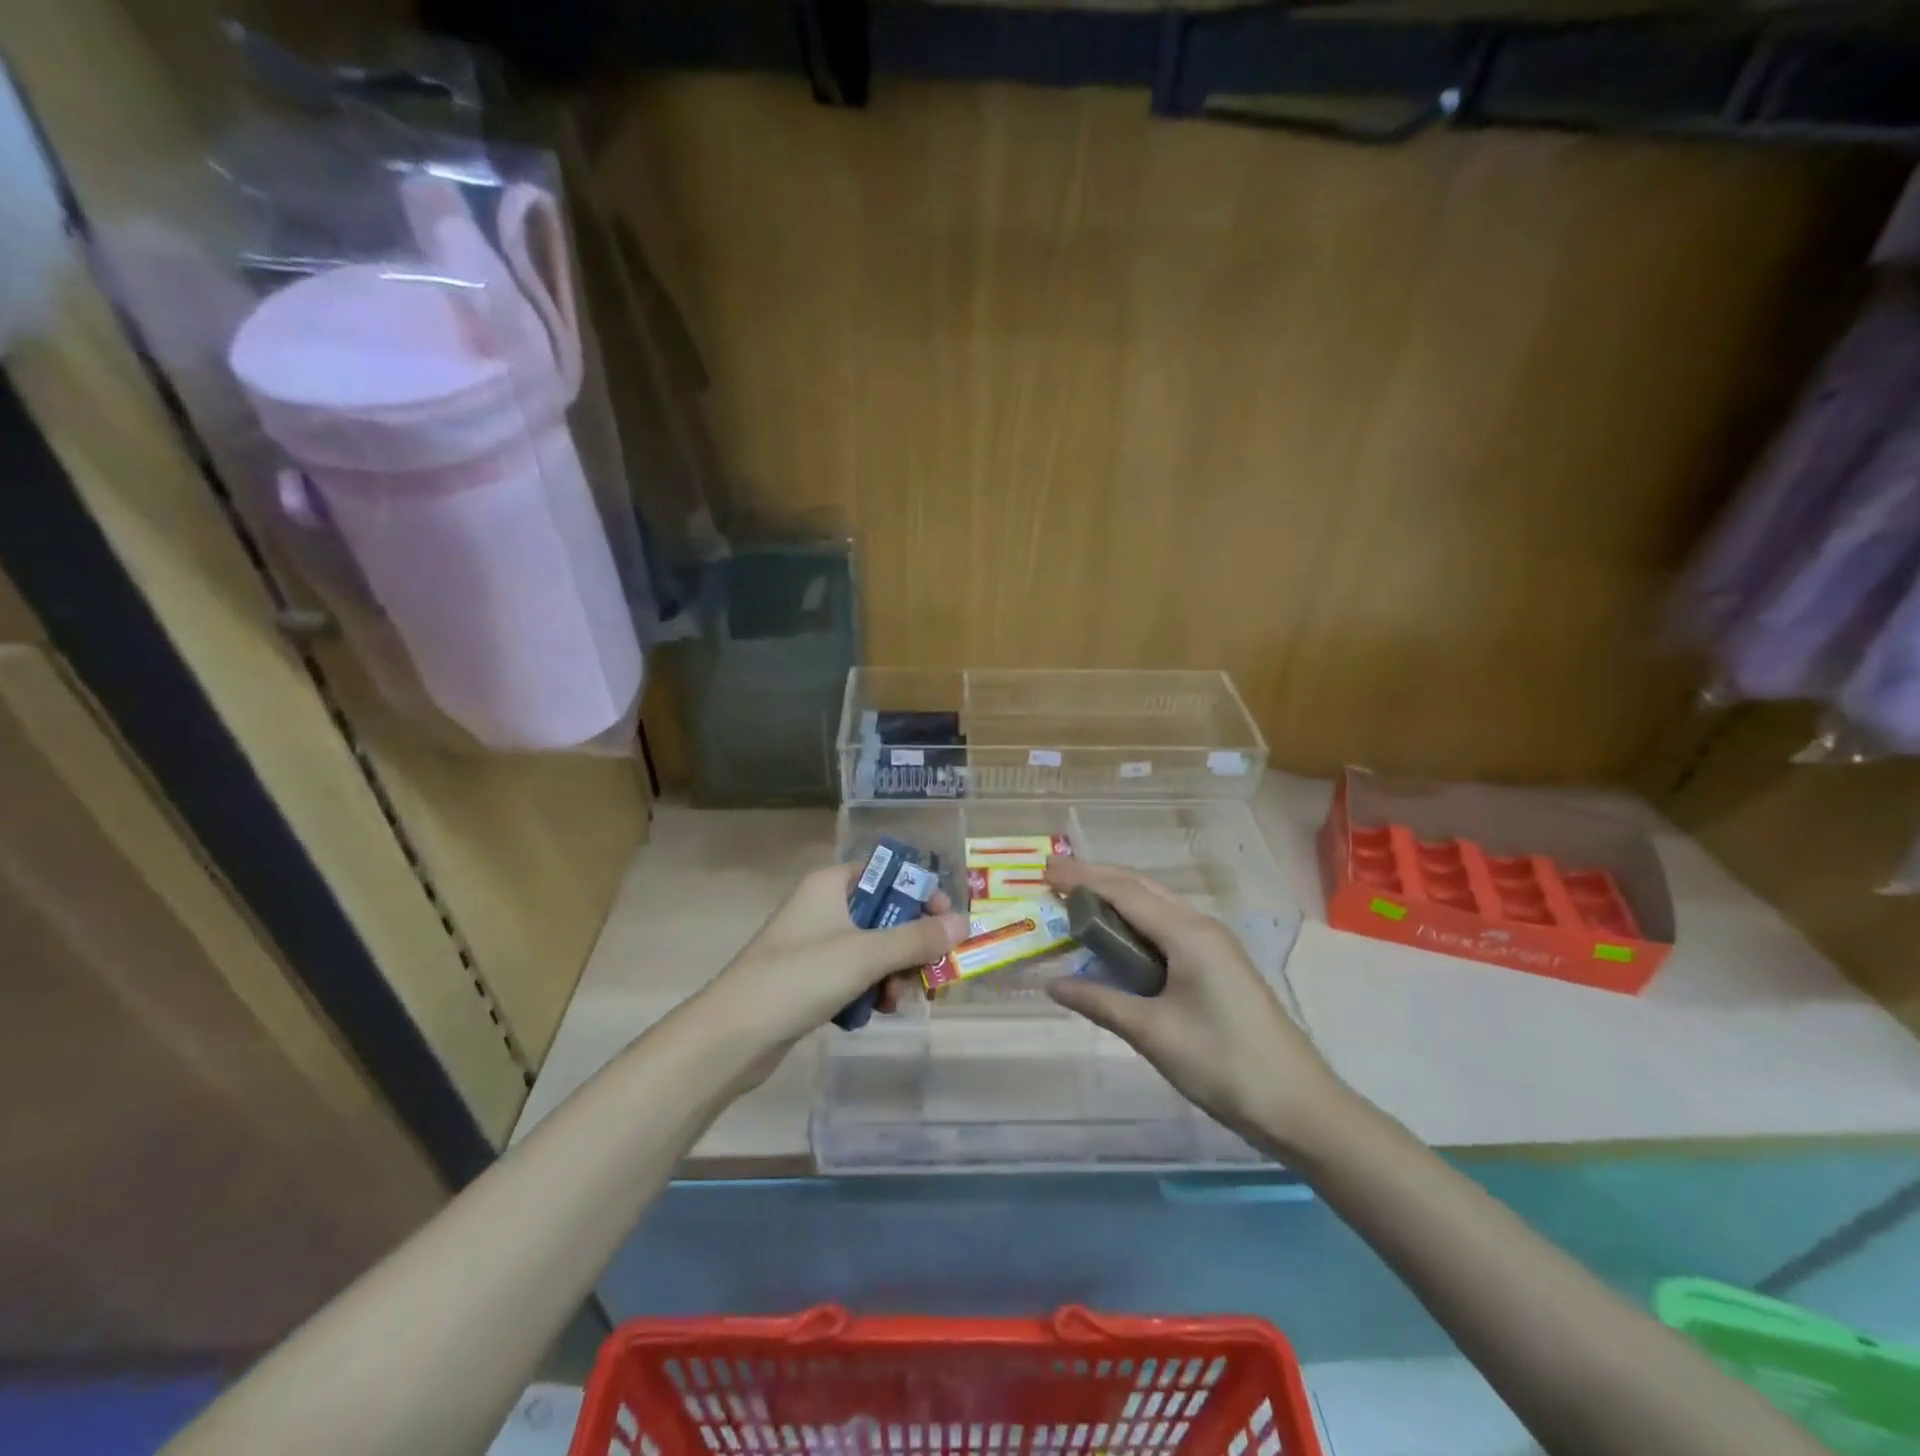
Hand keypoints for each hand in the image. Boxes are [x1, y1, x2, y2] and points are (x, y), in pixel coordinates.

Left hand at [706, 863, 965, 1056]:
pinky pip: (855, 976)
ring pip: (874, 950)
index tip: (945, 924)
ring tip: (894, 1002)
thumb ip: (917, 939)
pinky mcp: (810, 979)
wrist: (732, 1036)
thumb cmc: (799, 977)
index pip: (888, 873)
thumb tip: (964, 923)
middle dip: (910, 947)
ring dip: (892, 975)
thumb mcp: (865, 955)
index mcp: (832, 884)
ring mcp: (815, 943)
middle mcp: (824, 906)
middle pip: (886, 915)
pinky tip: (873, 1014)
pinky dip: (869, 992)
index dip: (920, 894)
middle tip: (927, 975)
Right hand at [1043, 857, 1344, 1152]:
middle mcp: (1201, 926)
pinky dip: (1134, 921)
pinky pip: (1167, 927)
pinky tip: (1117, 937)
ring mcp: (1214, 944)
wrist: (1298, 1105)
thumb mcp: (1154, 1034)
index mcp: (1187, 934)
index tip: (1044, 872)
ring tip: (1077, 901)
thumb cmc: (1223, 1064)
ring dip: (1116, 897)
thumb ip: (1102, 1002)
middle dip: (1097, 878)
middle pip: (1141, 888)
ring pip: (1156, 905)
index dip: (1082, 879)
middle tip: (1054, 880)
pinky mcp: (1218, 963)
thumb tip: (1053, 984)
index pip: (1125, 892)